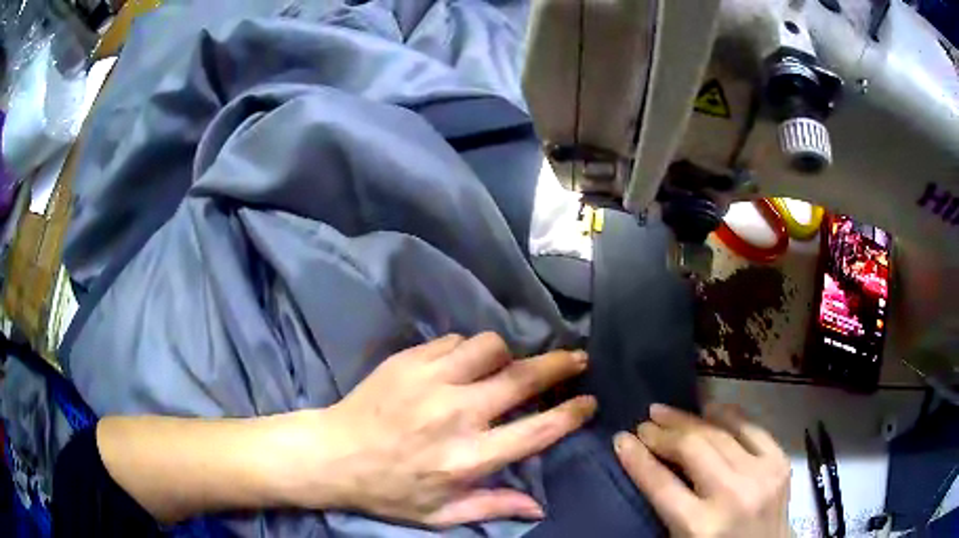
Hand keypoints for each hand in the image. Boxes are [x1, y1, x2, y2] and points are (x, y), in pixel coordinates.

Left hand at [287, 333, 595, 527]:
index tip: (589, 401)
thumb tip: (539, 507)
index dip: (571, 413)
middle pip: (523, 379)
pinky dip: (468, 351)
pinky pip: (454, 341)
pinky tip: (463, 364)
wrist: (334, 454)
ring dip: (507, 355)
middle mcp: (457, 414)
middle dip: (560, 365)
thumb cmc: (390, 490)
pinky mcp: (409, 360)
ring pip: (490, 347)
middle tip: (578, 358)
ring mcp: (431, 380)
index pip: (537, 431)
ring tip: (507, 365)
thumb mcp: (441, 513)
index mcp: (468, 457)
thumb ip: (493, 507)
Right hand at [614, 404, 790, 537]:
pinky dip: (729, 415)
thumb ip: (668, 508)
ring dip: (689, 419)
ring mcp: (760, 475)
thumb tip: (650, 466)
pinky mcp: (779, 463)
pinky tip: (711, 409)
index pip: (660, 484)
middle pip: (692, 450)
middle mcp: (731, 496)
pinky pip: (752, 428)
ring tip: (666, 412)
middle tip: (644, 423)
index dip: (637, 458)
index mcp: (699, 527)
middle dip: (663, 433)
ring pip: (719, 434)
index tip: (620, 440)